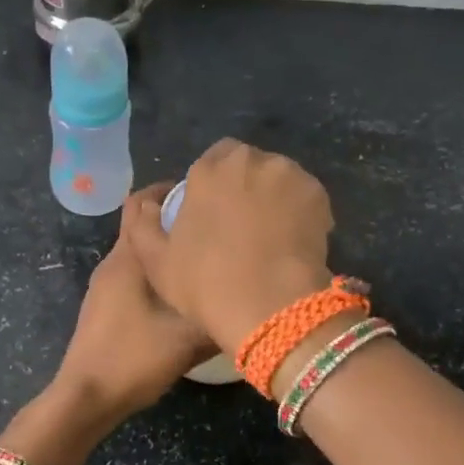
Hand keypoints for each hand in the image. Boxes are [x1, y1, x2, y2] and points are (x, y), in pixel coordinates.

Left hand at [49, 183, 216, 425]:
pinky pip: (134, 274)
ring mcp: (105, 285)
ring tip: (204, 258)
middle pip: (142, 225)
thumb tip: (251, 296)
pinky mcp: (104, 305)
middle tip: (214, 228)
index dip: (169, 190)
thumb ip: (219, 313)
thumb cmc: (134, 358)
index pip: (141, 202)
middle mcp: (114, 262)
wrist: (86, 397)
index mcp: (129, 258)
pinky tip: (182, 292)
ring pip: (140, 253)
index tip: (203, 195)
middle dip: (174, 220)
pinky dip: (157, 272)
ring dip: (167, 249)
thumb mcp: (188, 338)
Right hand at [127, 140, 335, 355]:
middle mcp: (250, 161)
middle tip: (242, 221)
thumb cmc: (206, 284)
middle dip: (245, 183)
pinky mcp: (319, 195)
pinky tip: (291, 240)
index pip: (212, 158)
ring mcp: (289, 175)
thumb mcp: (156, 262)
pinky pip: (304, 196)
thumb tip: (148, 204)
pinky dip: (299, 210)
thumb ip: (144, 225)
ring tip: (270, 232)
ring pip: (278, 177)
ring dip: (273, 194)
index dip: (213, 182)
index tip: (213, 211)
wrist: (270, 306)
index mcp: (208, 170)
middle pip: (247, 163)